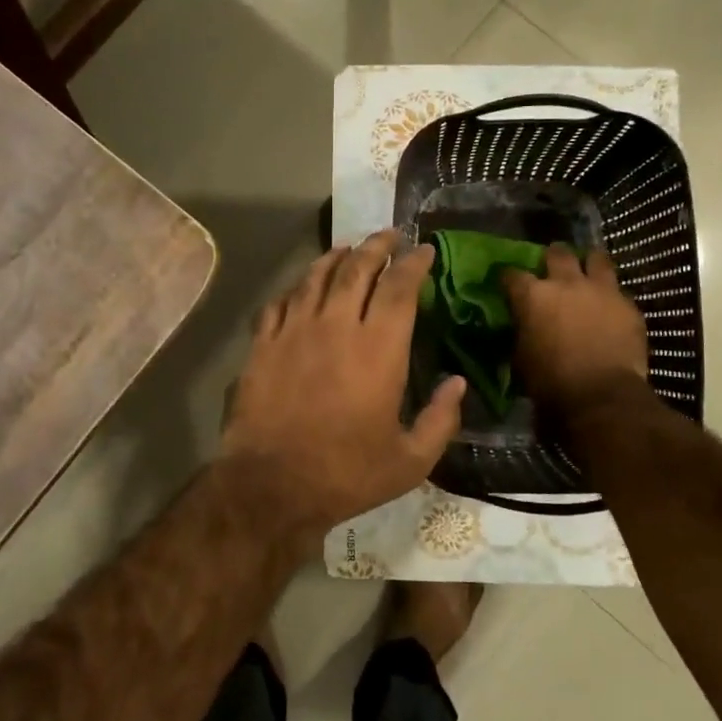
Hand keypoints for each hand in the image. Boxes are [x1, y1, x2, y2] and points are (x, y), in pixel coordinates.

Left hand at [221, 230, 465, 537]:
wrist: (272, 485)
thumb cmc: (347, 474)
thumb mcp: (410, 460)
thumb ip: (441, 419)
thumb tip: (458, 383)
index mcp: (379, 348)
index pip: (400, 287)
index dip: (414, 263)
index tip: (424, 251)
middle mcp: (337, 326)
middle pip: (357, 268)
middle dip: (377, 245)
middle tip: (390, 234)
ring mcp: (294, 331)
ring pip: (316, 277)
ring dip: (336, 256)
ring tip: (349, 248)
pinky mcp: (263, 344)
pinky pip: (280, 301)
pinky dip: (296, 287)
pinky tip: (303, 287)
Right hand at [502, 245, 647, 414]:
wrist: (601, 397)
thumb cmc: (551, 383)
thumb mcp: (521, 358)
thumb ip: (523, 332)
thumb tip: (524, 326)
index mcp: (533, 296)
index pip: (512, 274)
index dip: (508, 278)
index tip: (507, 284)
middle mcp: (566, 283)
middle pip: (557, 253)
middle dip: (553, 257)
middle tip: (552, 268)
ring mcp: (601, 290)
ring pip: (597, 258)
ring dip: (589, 264)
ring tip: (588, 273)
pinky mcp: (628, 305)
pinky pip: (618, 291)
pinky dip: (611, 296)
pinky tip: (610, 308)